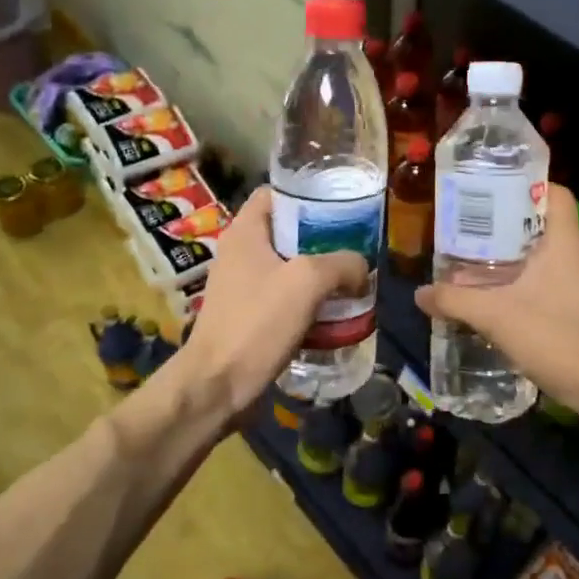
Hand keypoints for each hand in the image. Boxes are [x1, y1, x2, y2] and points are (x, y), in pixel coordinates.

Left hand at [176, 186, 367, 417]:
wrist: (217, 386)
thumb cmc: (257, 323)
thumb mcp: (308, 282)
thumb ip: (342, 264)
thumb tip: (362, 268)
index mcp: (244, 233)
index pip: (275, 193)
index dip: (307, 193)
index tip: (341, 204)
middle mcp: (239, 253)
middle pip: (287, 230)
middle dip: (323, 237)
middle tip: (356, 245)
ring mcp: (242, 286)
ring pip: (289, 266)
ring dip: (319, 273)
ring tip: (352, 280)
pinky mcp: (248, 316)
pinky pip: (285, 297)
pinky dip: (309, 300)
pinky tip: (334, 312)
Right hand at [414, 184, 578, 408]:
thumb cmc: (553, 335)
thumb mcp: (495, 315)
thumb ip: (455, 300)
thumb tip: (420, 293)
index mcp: (565, 239)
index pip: (554, 191)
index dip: (525, 185)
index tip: (491, 192)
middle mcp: (578, 252)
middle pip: (543, 221)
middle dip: (507, 222)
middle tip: (471, 226)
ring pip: (545, 253)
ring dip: (514, 254)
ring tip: (475, 258)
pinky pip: (549, 278)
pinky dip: (524, 279)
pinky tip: (497, 295)